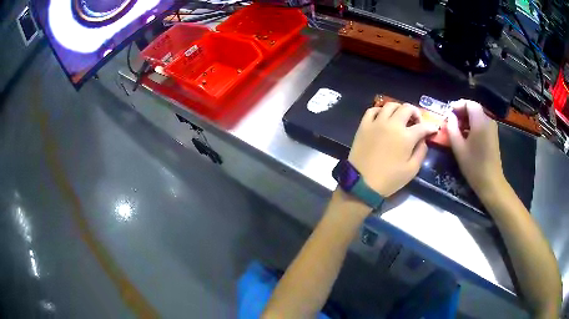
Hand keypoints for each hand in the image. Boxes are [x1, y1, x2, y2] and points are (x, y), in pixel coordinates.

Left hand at [348, 103, 437, 195]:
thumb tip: (423, 140)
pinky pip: (372, 110)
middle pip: (407, 108)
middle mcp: (392, 124)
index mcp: (406, 137)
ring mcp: (376, 123)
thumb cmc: (389, 179)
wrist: (362, 183)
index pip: (422, 126)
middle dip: (415, 113)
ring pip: (390, 105)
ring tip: (401, 117)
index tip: (433, 130)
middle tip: (417, 122)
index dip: (431, 127)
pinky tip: (383, 118)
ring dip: (399, 108)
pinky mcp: (363, 125)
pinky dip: (380, 110)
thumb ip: (421, 152)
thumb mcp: (412, 170)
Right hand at [447, 99, 504, 198]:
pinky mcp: (493, 135)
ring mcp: (492, 128)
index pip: (469, 103)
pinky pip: (482, 124)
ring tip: (457, 130)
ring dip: (467, 120)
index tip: (448, 114)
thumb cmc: (474, 166)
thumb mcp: (458, 148)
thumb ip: (452, 129)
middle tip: (451, 122)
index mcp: (480, 121)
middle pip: (474, 108)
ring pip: (478, 116)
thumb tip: (450, 117)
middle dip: (461, 112)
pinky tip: (467, 136)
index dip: (458, 105)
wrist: (491, 182)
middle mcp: (488, 121)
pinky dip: (473, 126)